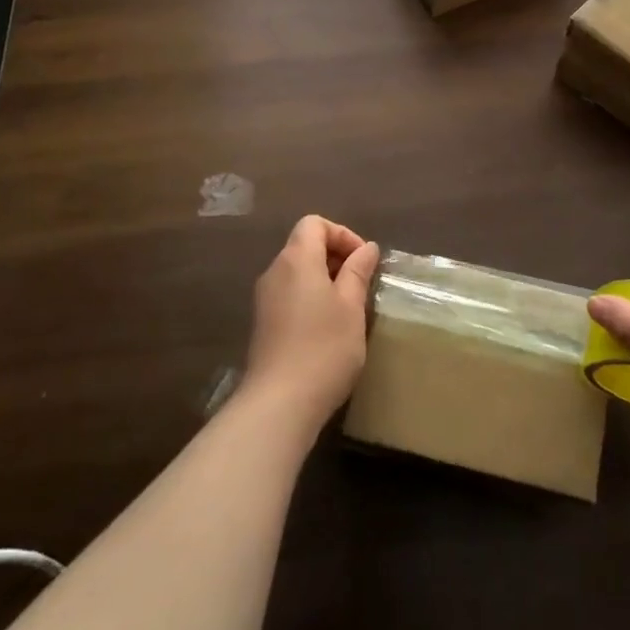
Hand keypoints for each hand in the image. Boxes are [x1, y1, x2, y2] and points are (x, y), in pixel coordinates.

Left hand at [244, 216, 379, 427]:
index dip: (343, 235)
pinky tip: (329, 329)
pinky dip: (312, 299)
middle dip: (337, 258)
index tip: (363, 262)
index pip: (315, 224)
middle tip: (362, 285)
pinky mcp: (264, 324)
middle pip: (305, 246)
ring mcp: (265, 300)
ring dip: (326, 281)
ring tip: (350, 308)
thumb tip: (366, 248)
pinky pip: (291, 295)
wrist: (278, 405)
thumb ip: (358, 271)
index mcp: (296, 259)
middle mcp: (275, 272)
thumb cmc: (323, 347)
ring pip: (299, 273)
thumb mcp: (352, 306)